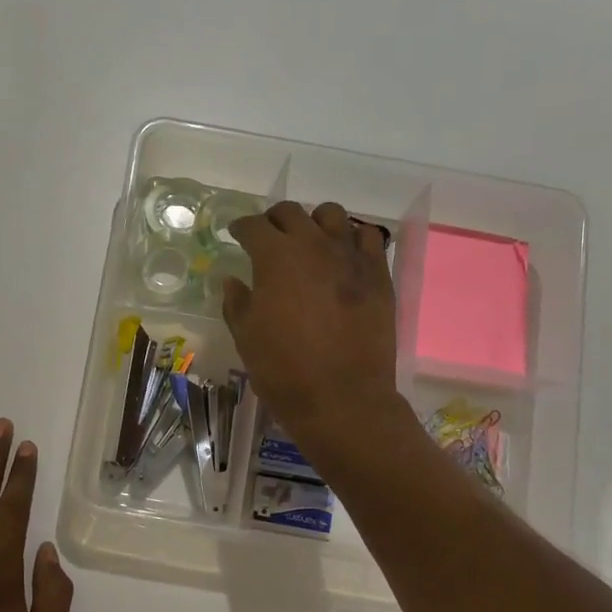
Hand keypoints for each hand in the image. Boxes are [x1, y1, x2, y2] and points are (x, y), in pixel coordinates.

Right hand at [224, 201, 400, 440]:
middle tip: (269, 238)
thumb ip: (236, 302)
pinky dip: (352, 239)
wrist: (342, 399)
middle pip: (291, 213)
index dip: (241, 227)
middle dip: (274, 220)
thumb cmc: (284, 370)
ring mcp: (351, 256)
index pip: (253, 226)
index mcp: (275, 257)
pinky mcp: (378, 274)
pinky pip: (368, 237)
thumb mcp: (246, 337)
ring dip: (314, 223)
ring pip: (332, 215)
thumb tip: (233, 281)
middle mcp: (314, 245)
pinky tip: (344, 256)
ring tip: (309, 242)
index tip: (237, 235)